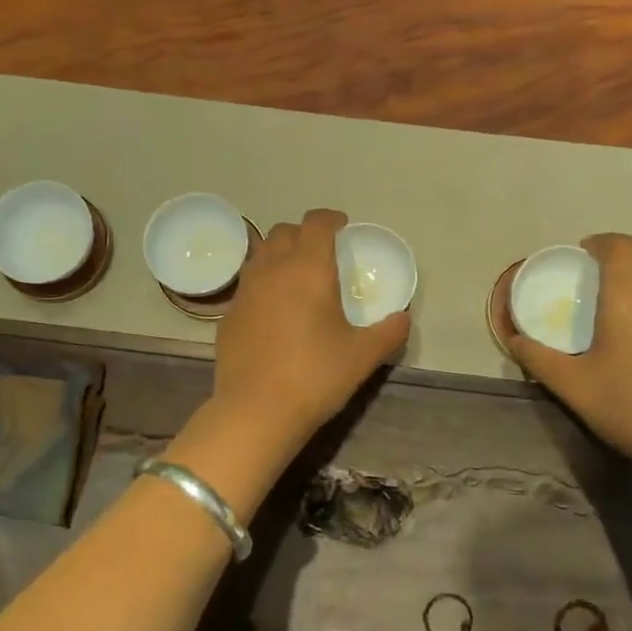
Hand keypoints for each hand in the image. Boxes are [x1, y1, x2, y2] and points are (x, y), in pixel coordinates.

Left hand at [214, 209, 409, 445]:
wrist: (256, 411)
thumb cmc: (315, 376)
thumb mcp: (363, 356)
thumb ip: (389, 332)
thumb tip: (403, 318)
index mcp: (307, 268)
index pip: (316, 223)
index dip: (331, 219)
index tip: (343, 227)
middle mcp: (272, 269)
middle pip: (284, 232)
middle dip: (305, 234)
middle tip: (322, 254)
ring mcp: (245, 291)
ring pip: (261, 255)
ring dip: (280, 256)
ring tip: (297, 278)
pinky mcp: (228, 315)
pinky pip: (248, 286)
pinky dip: (264, 286)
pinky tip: (274, 313)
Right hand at [504, 233, 631, 482]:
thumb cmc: (628, 405)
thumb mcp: (571, 385)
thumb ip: (538, 358)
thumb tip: (513, 340)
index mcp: (628, 296)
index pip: (619, 246)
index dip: (601, 243)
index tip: (583, 254)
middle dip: (629, 255)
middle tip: (605, 277)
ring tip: (629, 305)